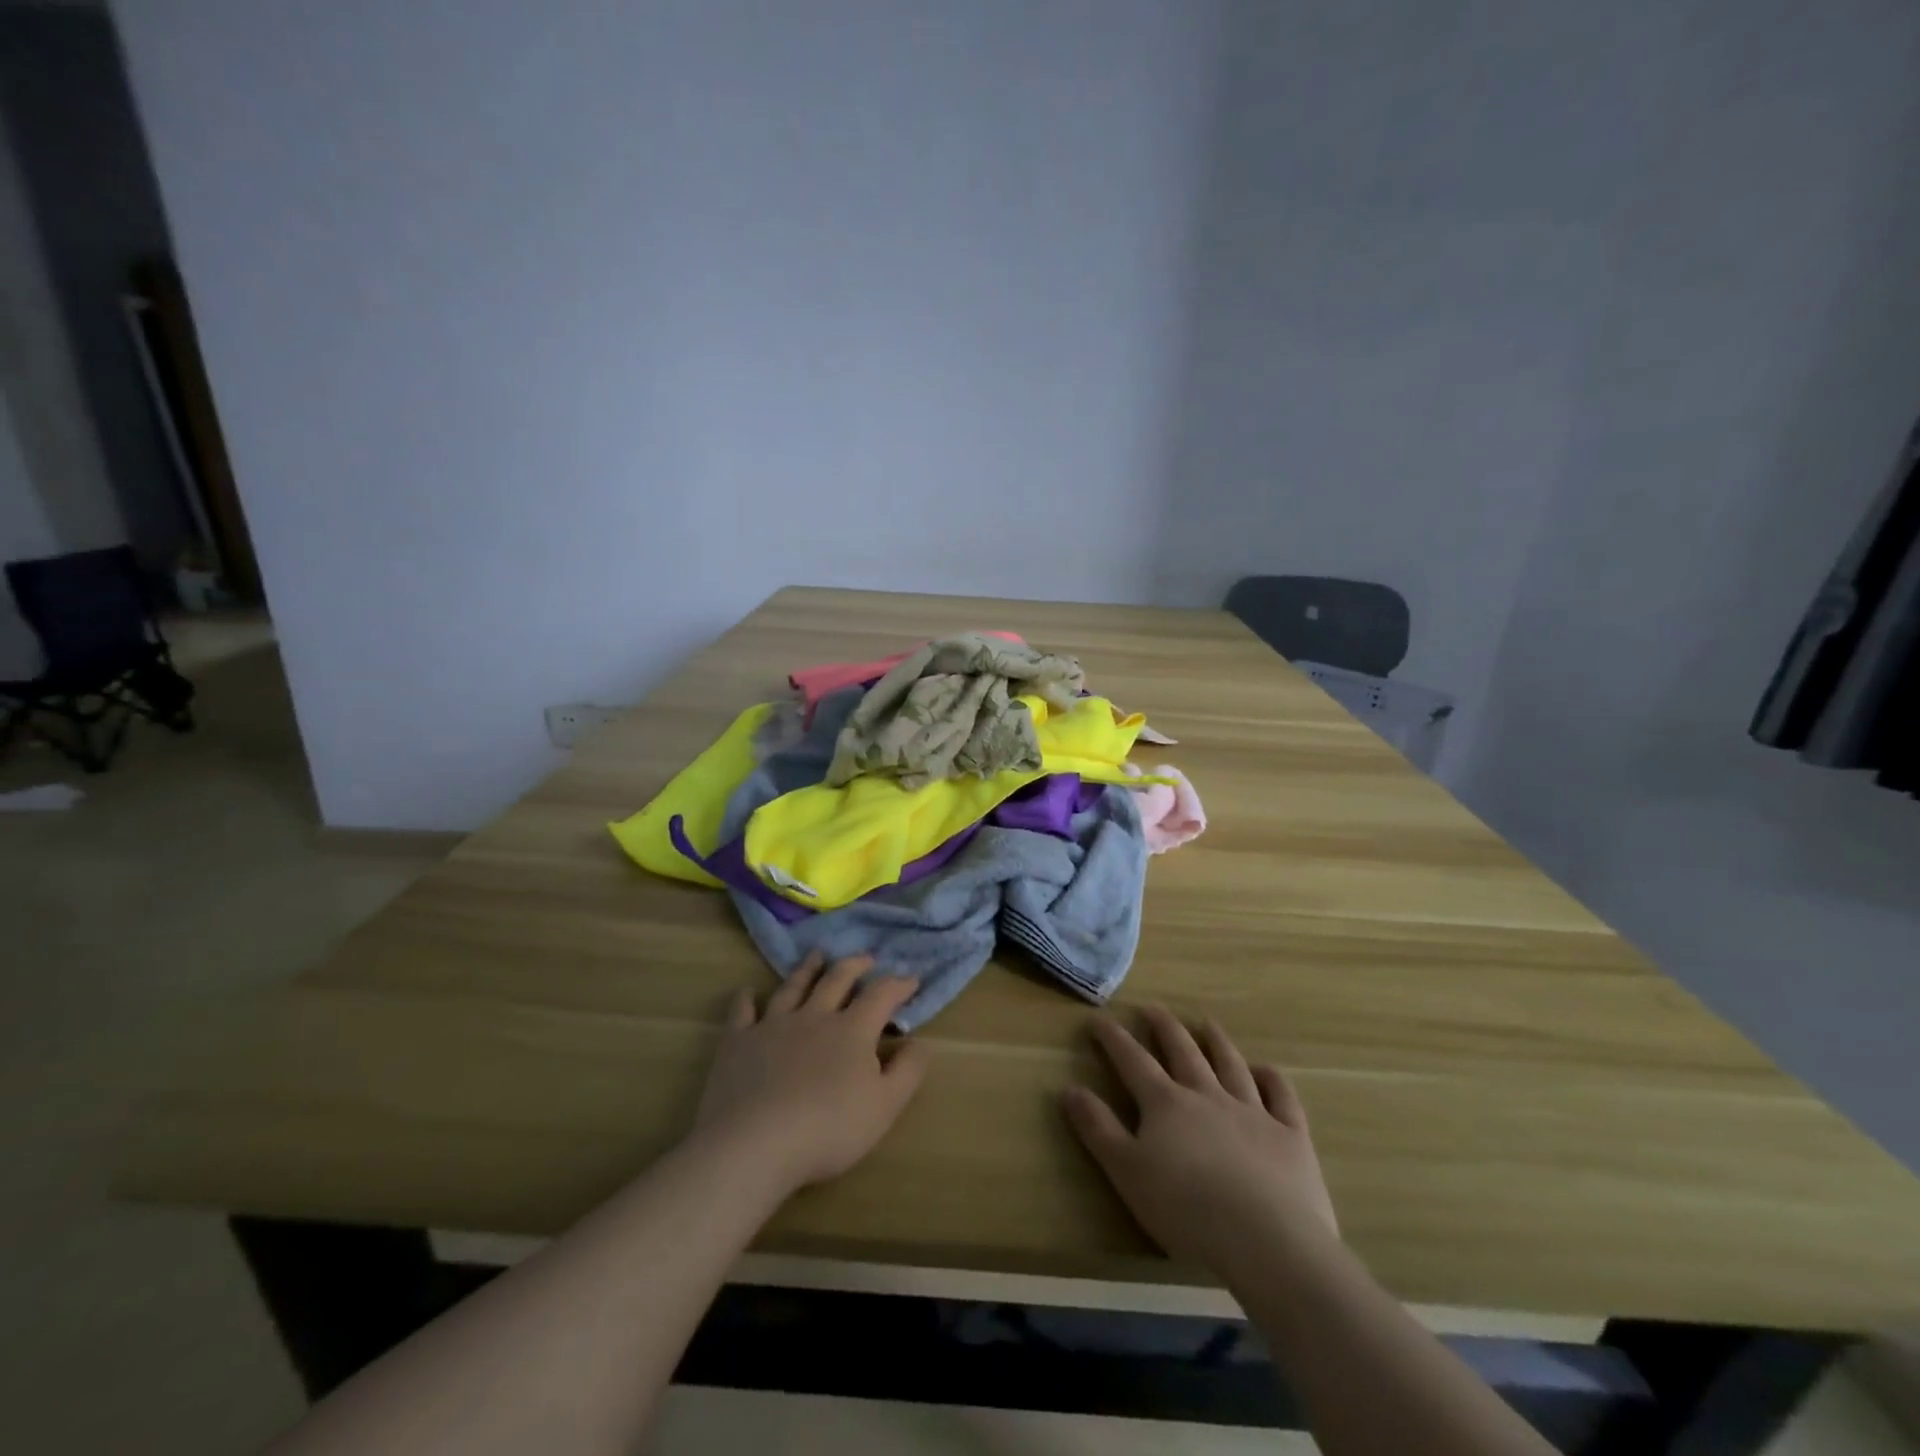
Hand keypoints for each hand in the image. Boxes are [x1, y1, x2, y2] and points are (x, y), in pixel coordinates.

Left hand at [692, 953, 928, 1196]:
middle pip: (837, 980)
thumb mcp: (885, 1106)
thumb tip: (920, 1042)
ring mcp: (773, 1025)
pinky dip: (746, 999)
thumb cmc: (828, 1128)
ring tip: (817, 955)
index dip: (898, 984)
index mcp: (852, 1030)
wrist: (754, 1143)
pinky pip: (742, 1012)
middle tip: (865, 958)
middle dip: (855, 966)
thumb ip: (908, 1071)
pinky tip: (746, 992)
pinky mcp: (739, 1042)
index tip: (911, 979)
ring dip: (807, 969)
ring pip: (793, 987)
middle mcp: (814, 1016)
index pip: (881, 995)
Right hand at [1062, 1007, 1338, 1279]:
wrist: (1268, 1241)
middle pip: (1183, 1052)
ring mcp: (1253, 1112)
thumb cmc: (1187, 1210)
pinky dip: (1272, 1079)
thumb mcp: (1127, 1172)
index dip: (1114, 1039)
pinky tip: (1265, 1070)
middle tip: (1152, 1008)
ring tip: (1207, 1023)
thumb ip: (1098, 1128)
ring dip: (1217, 1042)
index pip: (1133, 1061)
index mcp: (1166, 1104)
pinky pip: (1281, 1097)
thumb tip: (1069, 1088)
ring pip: (1231, 1065)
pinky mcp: (1290, 1135)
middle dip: (1164, 1028)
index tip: (1100, 1019)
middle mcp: (1207, 1095)